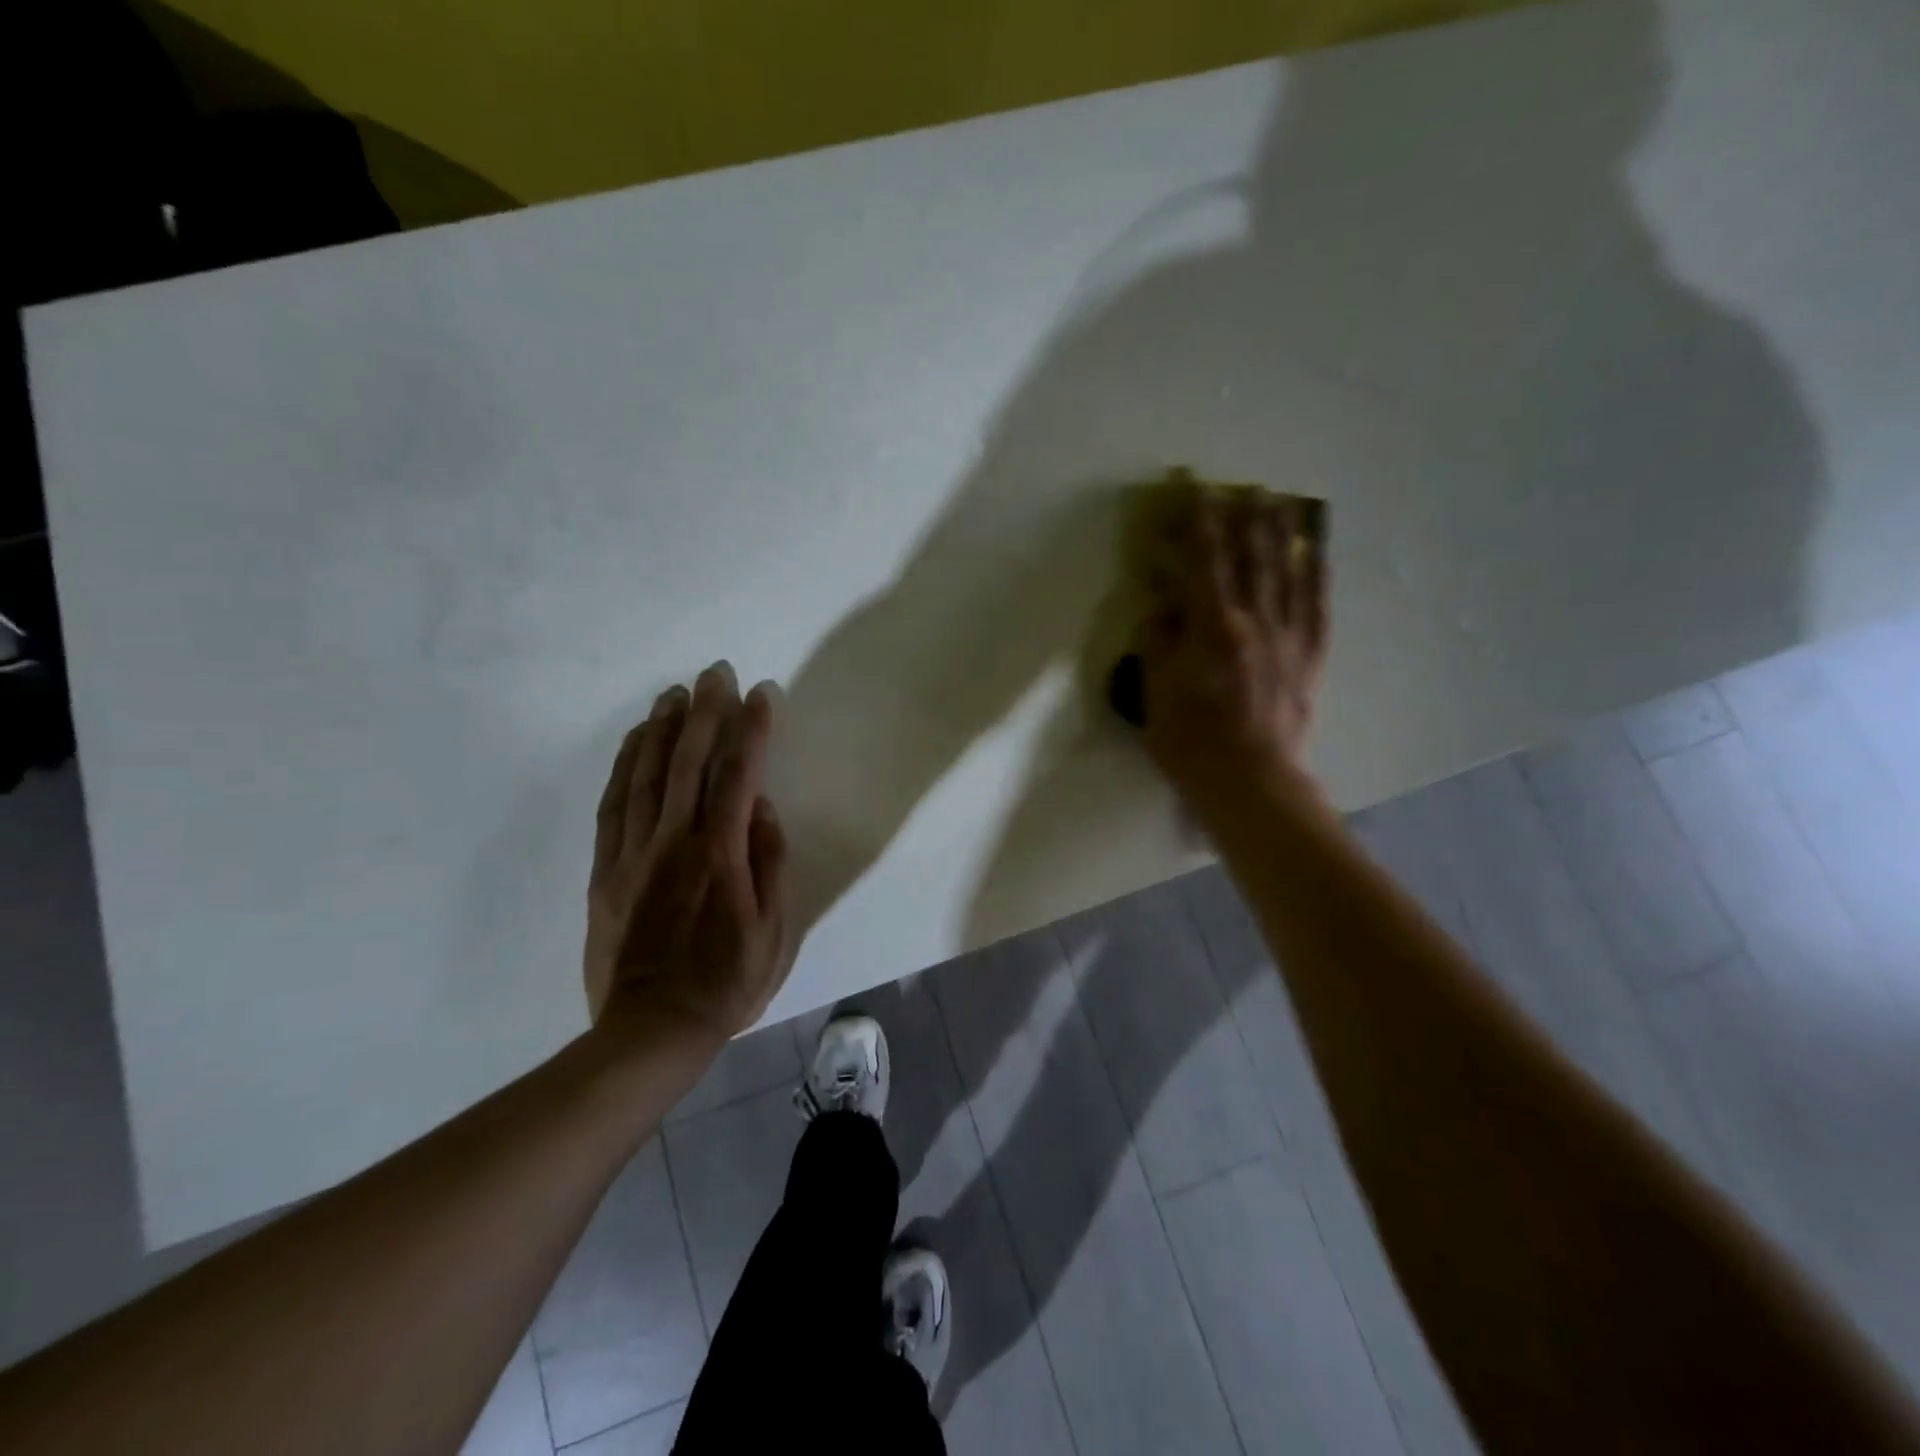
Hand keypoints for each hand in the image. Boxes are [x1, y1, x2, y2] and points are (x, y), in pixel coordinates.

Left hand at [584, 662, 791, 1049]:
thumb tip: (765, 810)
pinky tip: (634, 743)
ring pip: (645, 775)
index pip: (740, 775)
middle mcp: (676, 841)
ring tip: (674, 694)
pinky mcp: (606, 870)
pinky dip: (624, 766)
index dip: (752, 729)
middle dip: (705, 712)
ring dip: (661, 728)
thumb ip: (771, 864)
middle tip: (714, 674)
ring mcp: (634, 853)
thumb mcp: (776, 930)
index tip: (761, 694)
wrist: (652, 1029)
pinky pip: (613, 805)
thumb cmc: (727, 982)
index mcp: (722, 854)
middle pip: (689, 761)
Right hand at [1138, 484, 1329, 807]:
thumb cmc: (1193, 743)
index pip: (1205, 561)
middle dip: (1245, 518)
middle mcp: (1256, 621)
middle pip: (1252, 558)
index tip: (1198, 490)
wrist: (1253, 783)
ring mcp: (1290, 637)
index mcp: (1213, 628)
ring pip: (1288, 572)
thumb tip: (1161, 607)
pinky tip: (1316, 553)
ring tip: (1281, 502)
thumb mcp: (1157, 695)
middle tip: (1244, 486)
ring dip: (1282, 534)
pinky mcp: (1312, 657)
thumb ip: (1159, 645)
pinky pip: (1318, 605)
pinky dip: (1317, 574)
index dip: (1201, 522)